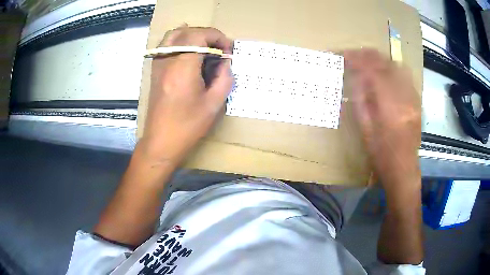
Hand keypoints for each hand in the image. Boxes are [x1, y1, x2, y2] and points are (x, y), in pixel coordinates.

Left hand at [140, 26, 232, 165]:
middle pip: (188, 32)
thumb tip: (225, 63)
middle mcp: (168, 61)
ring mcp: (158, 64)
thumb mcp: (214, 104)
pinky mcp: (155, 70)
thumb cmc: (187, 127)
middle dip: (208, 36)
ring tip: (206, 47)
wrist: (161, 141)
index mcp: (183, 68)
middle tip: (220, 50)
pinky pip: (166, 45)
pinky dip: (180, 40)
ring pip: (175, 34)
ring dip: (194, 35)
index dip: (217, 37)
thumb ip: (224, 78)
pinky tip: (189, 48)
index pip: (199, 36)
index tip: (227, 51)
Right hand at [344, 49, 420, 190]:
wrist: (404, 169)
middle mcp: (404, 97)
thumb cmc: (382, 155)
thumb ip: (360, 101)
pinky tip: (384, 70)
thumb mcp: (365, 130)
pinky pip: (405, 75)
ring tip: (367, 59)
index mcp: (389, 107)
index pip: (372, 72)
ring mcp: (413, 97)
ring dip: (380, 58)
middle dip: (367, 55)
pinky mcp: (417, 100)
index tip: (343, 55)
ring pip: (396, 65)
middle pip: (386, 64)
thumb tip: (354, 77)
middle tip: (352, 53)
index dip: (356, 60)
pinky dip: (392, 67)